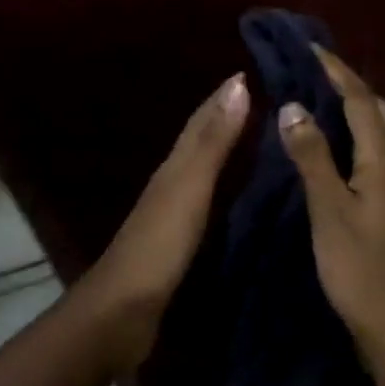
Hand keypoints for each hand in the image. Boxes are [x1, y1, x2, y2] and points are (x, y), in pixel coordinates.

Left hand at [80, 73, 248, 370]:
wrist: (121, 313)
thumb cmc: (159, 245)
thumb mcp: (191, 187)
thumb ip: (215, 141)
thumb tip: (238, 85)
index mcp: (175, 166)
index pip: (202, 120)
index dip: (223, 96)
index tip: (250, 72)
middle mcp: (173, 182)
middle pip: (201, 140)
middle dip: (227, 116)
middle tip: (263, 99)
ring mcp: (174, 213)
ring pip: (204, 168)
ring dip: (226, 148)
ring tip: (259, 137)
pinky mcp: (180, 242)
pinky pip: (208, 199)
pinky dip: (225, 185)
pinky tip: (240, 193)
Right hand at [278, 48, 384, 365]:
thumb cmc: (359, 267)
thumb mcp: (328, 210)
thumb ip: (313, 157)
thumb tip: (294, 106)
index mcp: (384, 161)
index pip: (361, 101)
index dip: (338, 72)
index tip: (313, 48)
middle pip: (379, 110)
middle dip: (351, 84)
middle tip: (317, 69)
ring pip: (382, 132)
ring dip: (357, 109)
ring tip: (323, 98)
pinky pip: (378, 153)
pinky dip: (358, 135)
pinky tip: (337, 147)